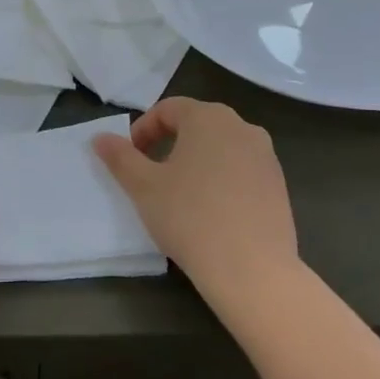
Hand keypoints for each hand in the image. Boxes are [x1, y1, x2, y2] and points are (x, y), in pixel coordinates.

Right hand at [93, 98, 300, 311]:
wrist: (252, 269)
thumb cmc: (189, 217)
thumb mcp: (144, 187)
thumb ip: (120, 157)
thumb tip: (100, 137)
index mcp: (208, 117)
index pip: (168, 109)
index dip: (143, 130)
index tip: (130, 158)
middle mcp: (242, 127)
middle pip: (197, 124)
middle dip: (169, 143)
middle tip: (151, 174)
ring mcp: (266, 156)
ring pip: (221, 147)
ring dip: (196, 161)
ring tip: (180, 194)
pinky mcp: (279, 185)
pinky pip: (241, 170)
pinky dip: (221, 179)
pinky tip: (211, 211)